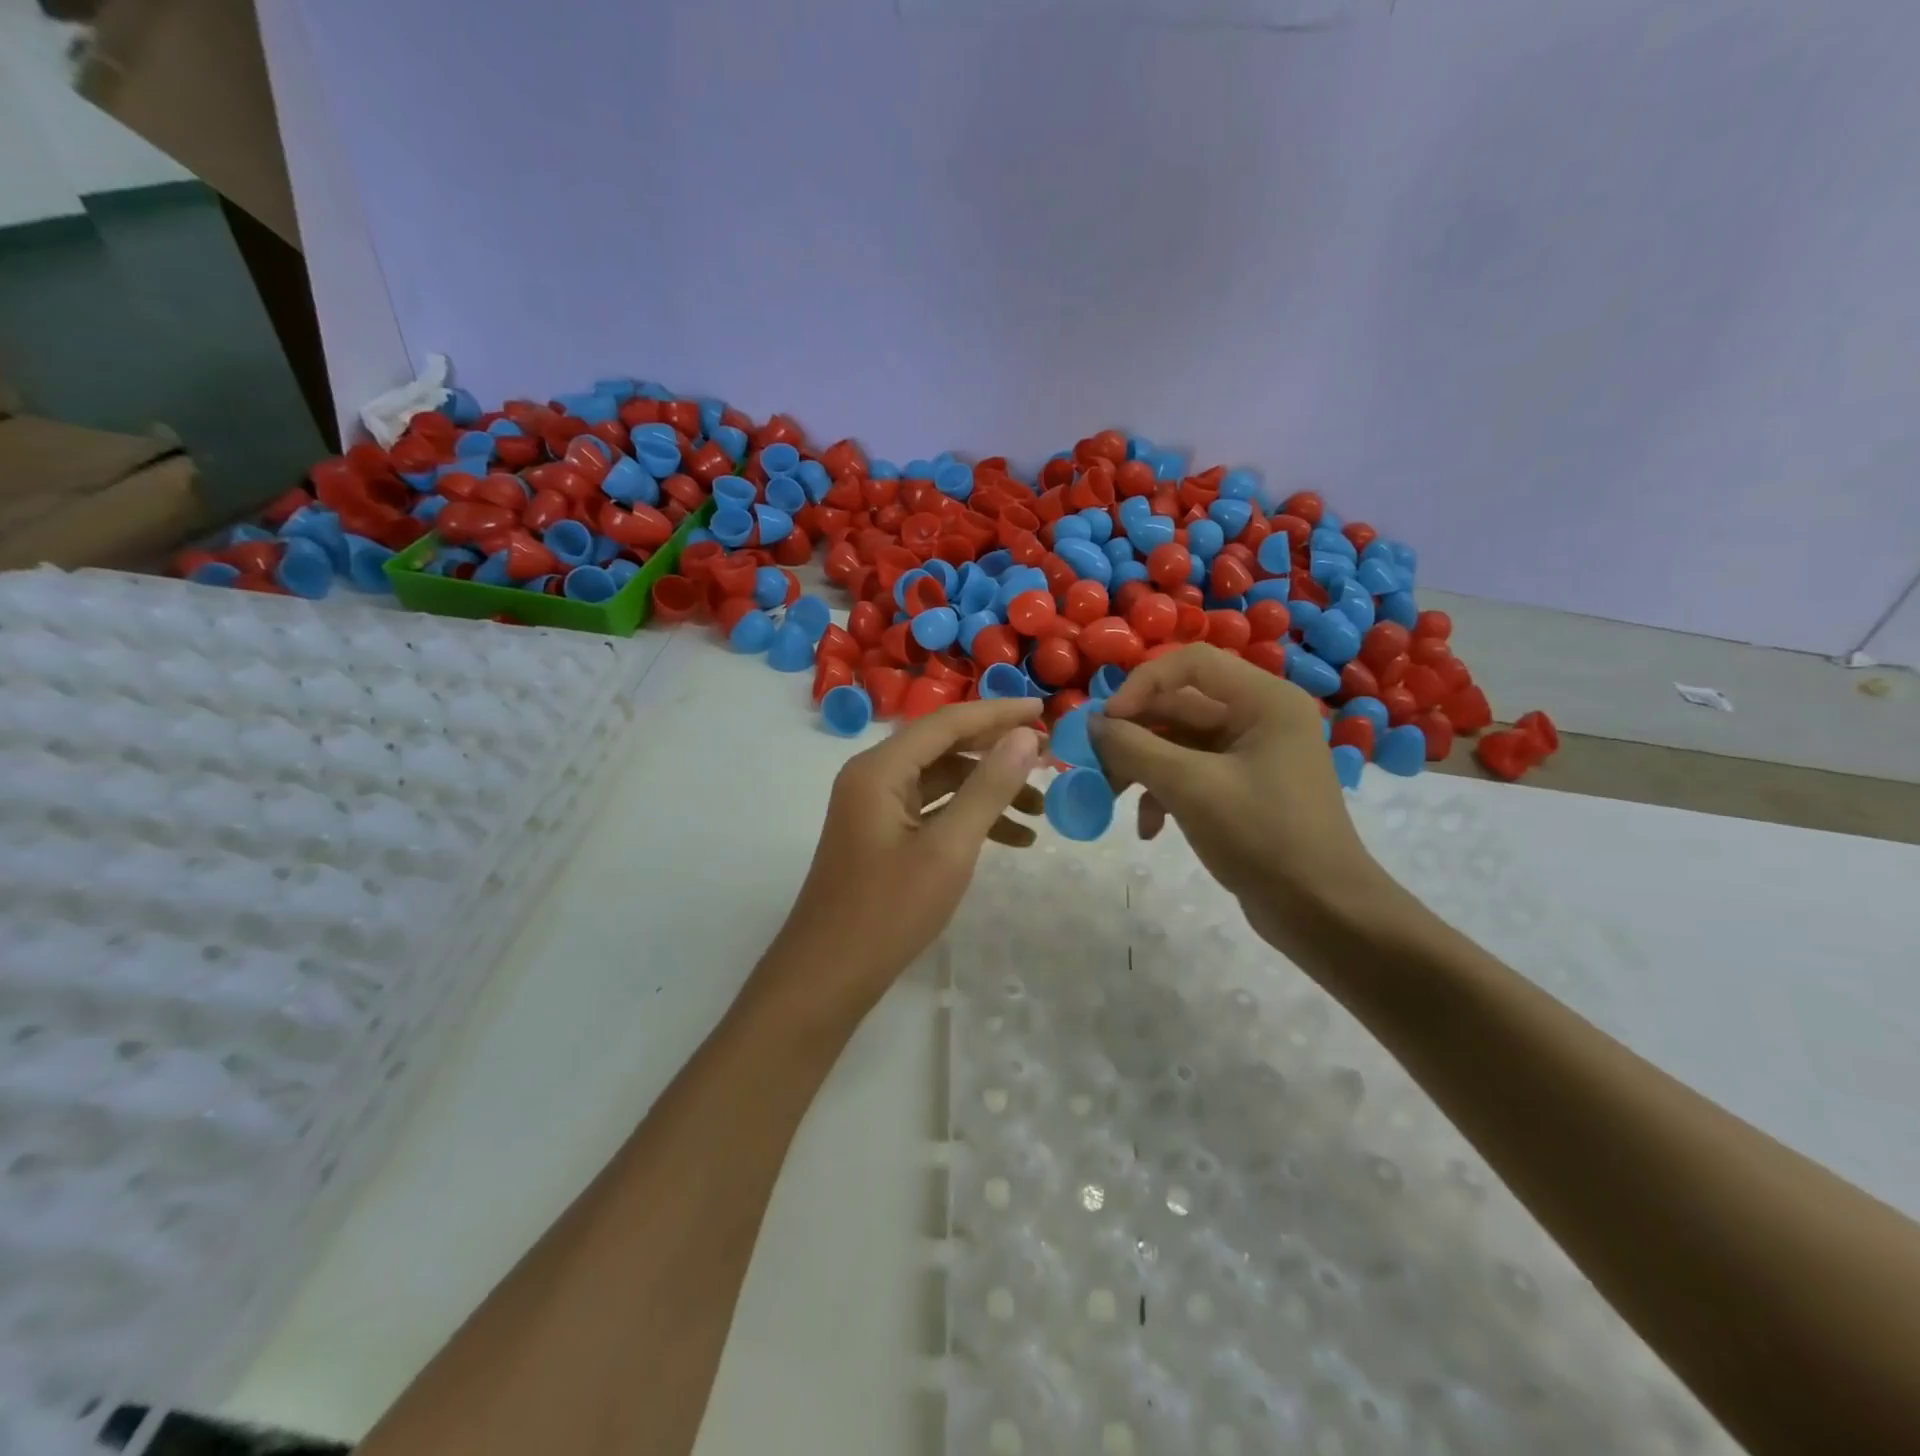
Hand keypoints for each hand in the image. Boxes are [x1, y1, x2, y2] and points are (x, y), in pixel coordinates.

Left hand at [757, 697, 1045, 1024]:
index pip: (946, 722)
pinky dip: (970, 818)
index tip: (1044, 710)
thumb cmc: (888, 912)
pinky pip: (933, 811)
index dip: (997, 713)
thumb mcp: (948, 849)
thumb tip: (1025, 737)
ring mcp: (875, 808)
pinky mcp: (882, 836)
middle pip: (944, 748)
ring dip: (989, 791)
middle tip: (1049, 760)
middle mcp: (873, 777)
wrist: (827, 977)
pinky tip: (1014, 839)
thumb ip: (988, 789)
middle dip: (997, 753)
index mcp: (879, 769)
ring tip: (1041, 809)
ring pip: (942, 782)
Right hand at [1090, 645, 1396, 956]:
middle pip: (1179, 705)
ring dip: (1142, 767)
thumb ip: (1135, 748)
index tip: (1106, 723)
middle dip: (1134, 735)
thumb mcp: (1190, 788)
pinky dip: (1164, 794)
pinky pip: (1191, 774)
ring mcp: (1252, 755)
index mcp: (1264, 701)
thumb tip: (1093, 723)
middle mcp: (1260, 717)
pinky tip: (1149, 829)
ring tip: (1110, 798)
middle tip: (1094, 764)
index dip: (1141, 685)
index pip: (1190, 663)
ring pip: (1179, 742)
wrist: (1322, 912)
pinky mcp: (1243, 788)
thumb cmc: (1263, 837)